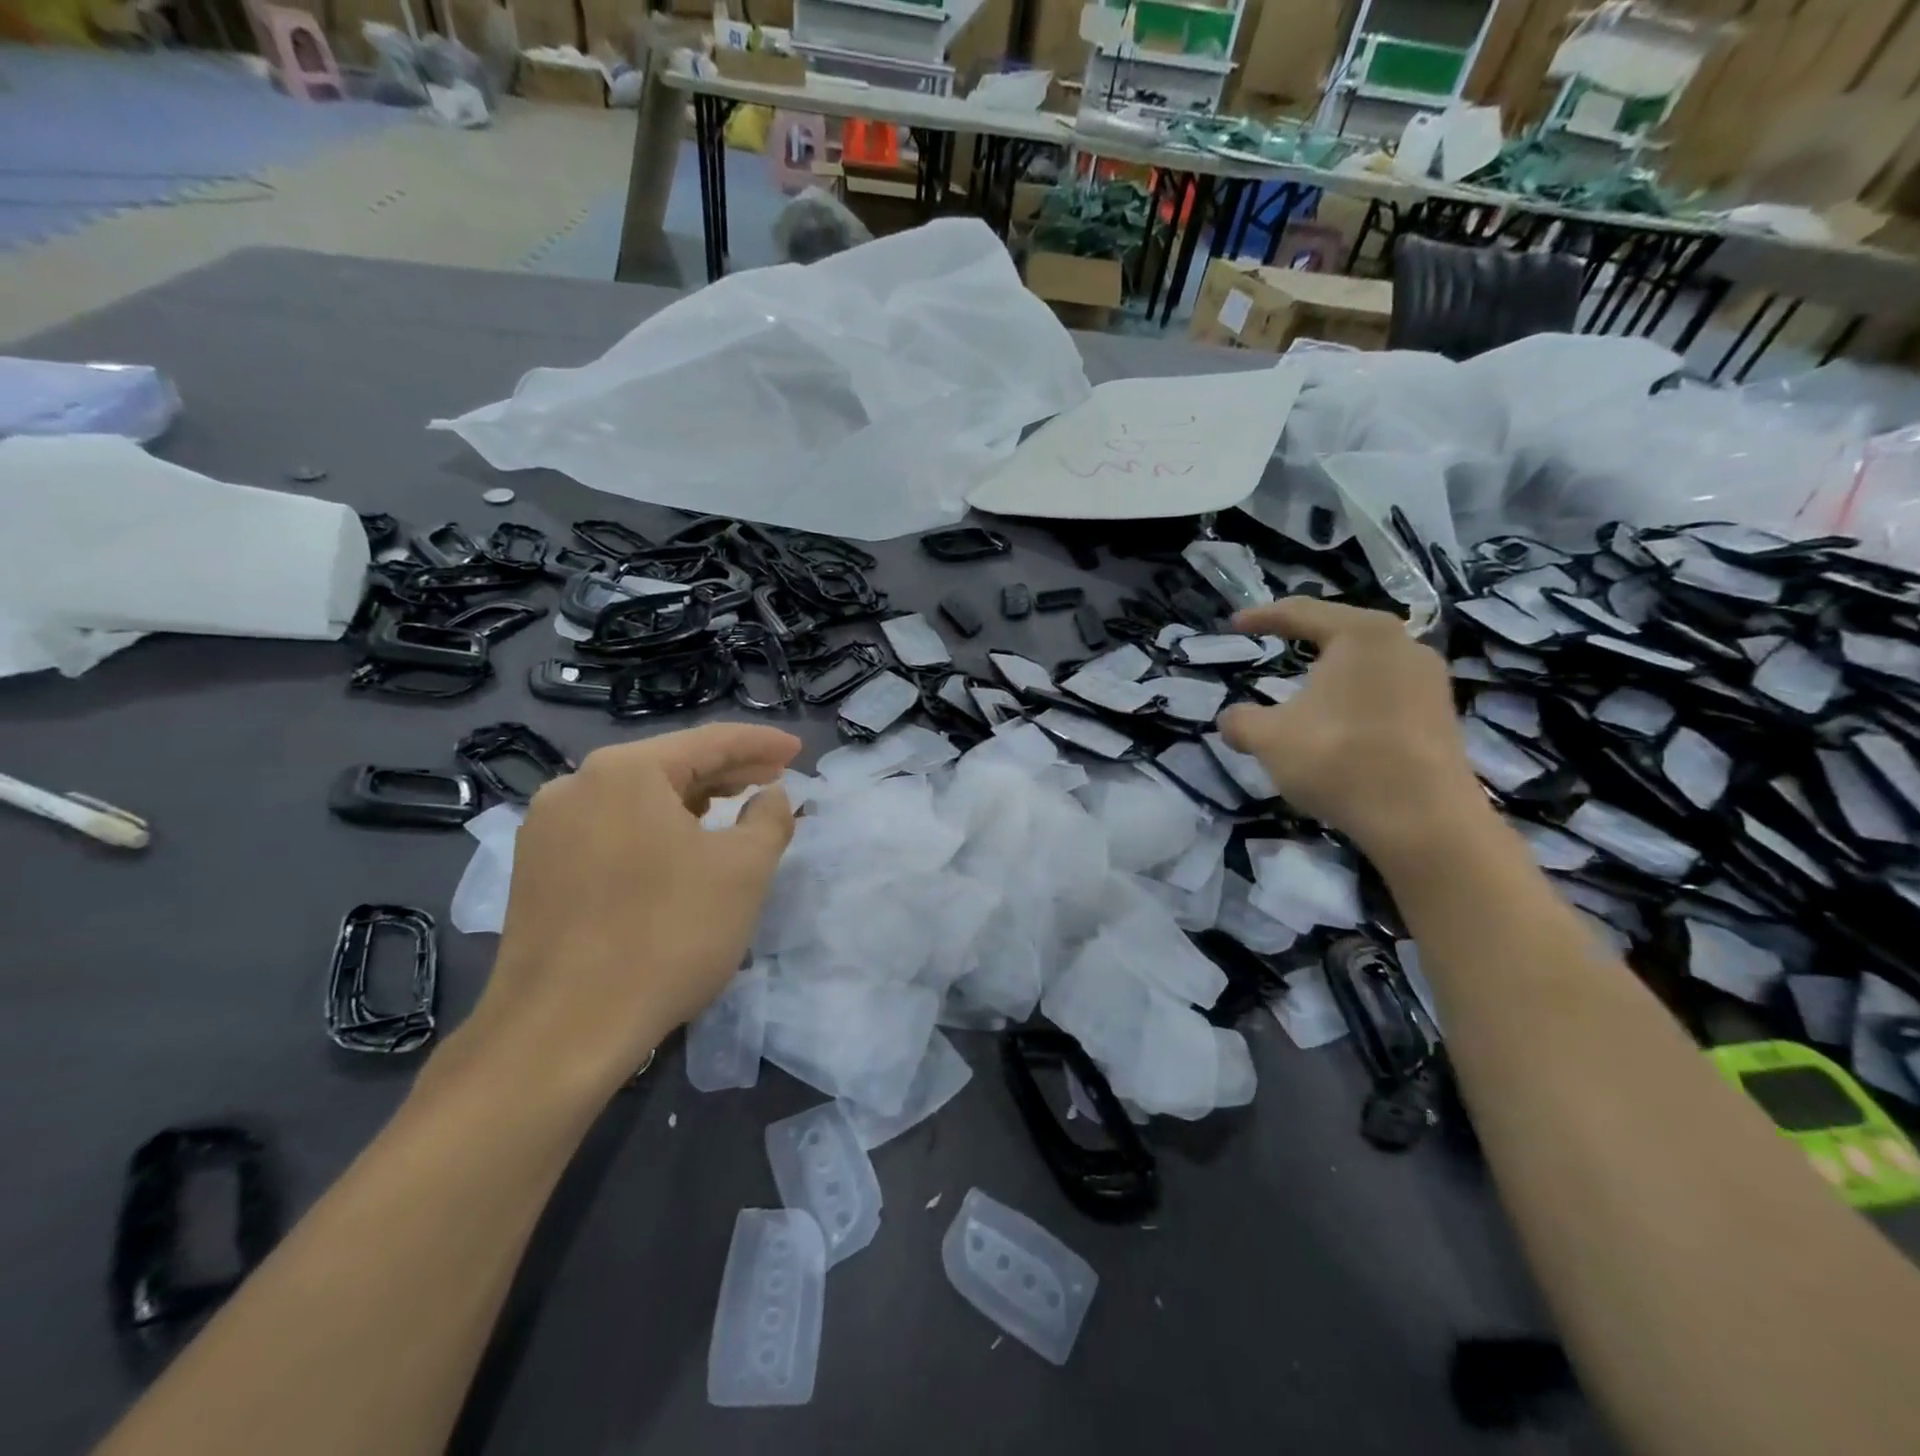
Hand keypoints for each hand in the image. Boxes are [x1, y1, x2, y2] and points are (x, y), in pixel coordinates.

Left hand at [459, 723, 799, 1093]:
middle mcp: (576, 787)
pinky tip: (680, 852)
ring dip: (692, 804)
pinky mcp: (537, 873)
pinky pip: (612, 832)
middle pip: (670, 766)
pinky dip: (656, 832)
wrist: (562, 1032)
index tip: (797, 751)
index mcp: (624, 771)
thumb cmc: (667, 935)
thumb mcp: (743, 871)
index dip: (761, 744)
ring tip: (732, 812)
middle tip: (774, 780)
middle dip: (727, 773)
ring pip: (638, 801)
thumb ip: (770, 819)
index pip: (709, 741)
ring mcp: (547, 831)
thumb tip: (772, 797)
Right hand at [1218, 598, 1487, 865]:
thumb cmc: (1339, 759)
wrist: (1423, 821)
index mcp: (1361, 634)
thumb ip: (1240, 721)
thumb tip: (1228, 719)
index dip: (1262, 617)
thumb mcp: (1269, 739)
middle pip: (1341, 632)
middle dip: (1303, 639)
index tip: (1234, 624)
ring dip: (1331, 674)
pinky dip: (1354, 699)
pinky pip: (1386, 692)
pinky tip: (1338, 723)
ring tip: (1304, 688)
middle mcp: (1403, 645)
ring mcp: (1430, 680)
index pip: (1302, 612)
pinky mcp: (1441, 715)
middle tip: (1273, 644)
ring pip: (1367, 664)